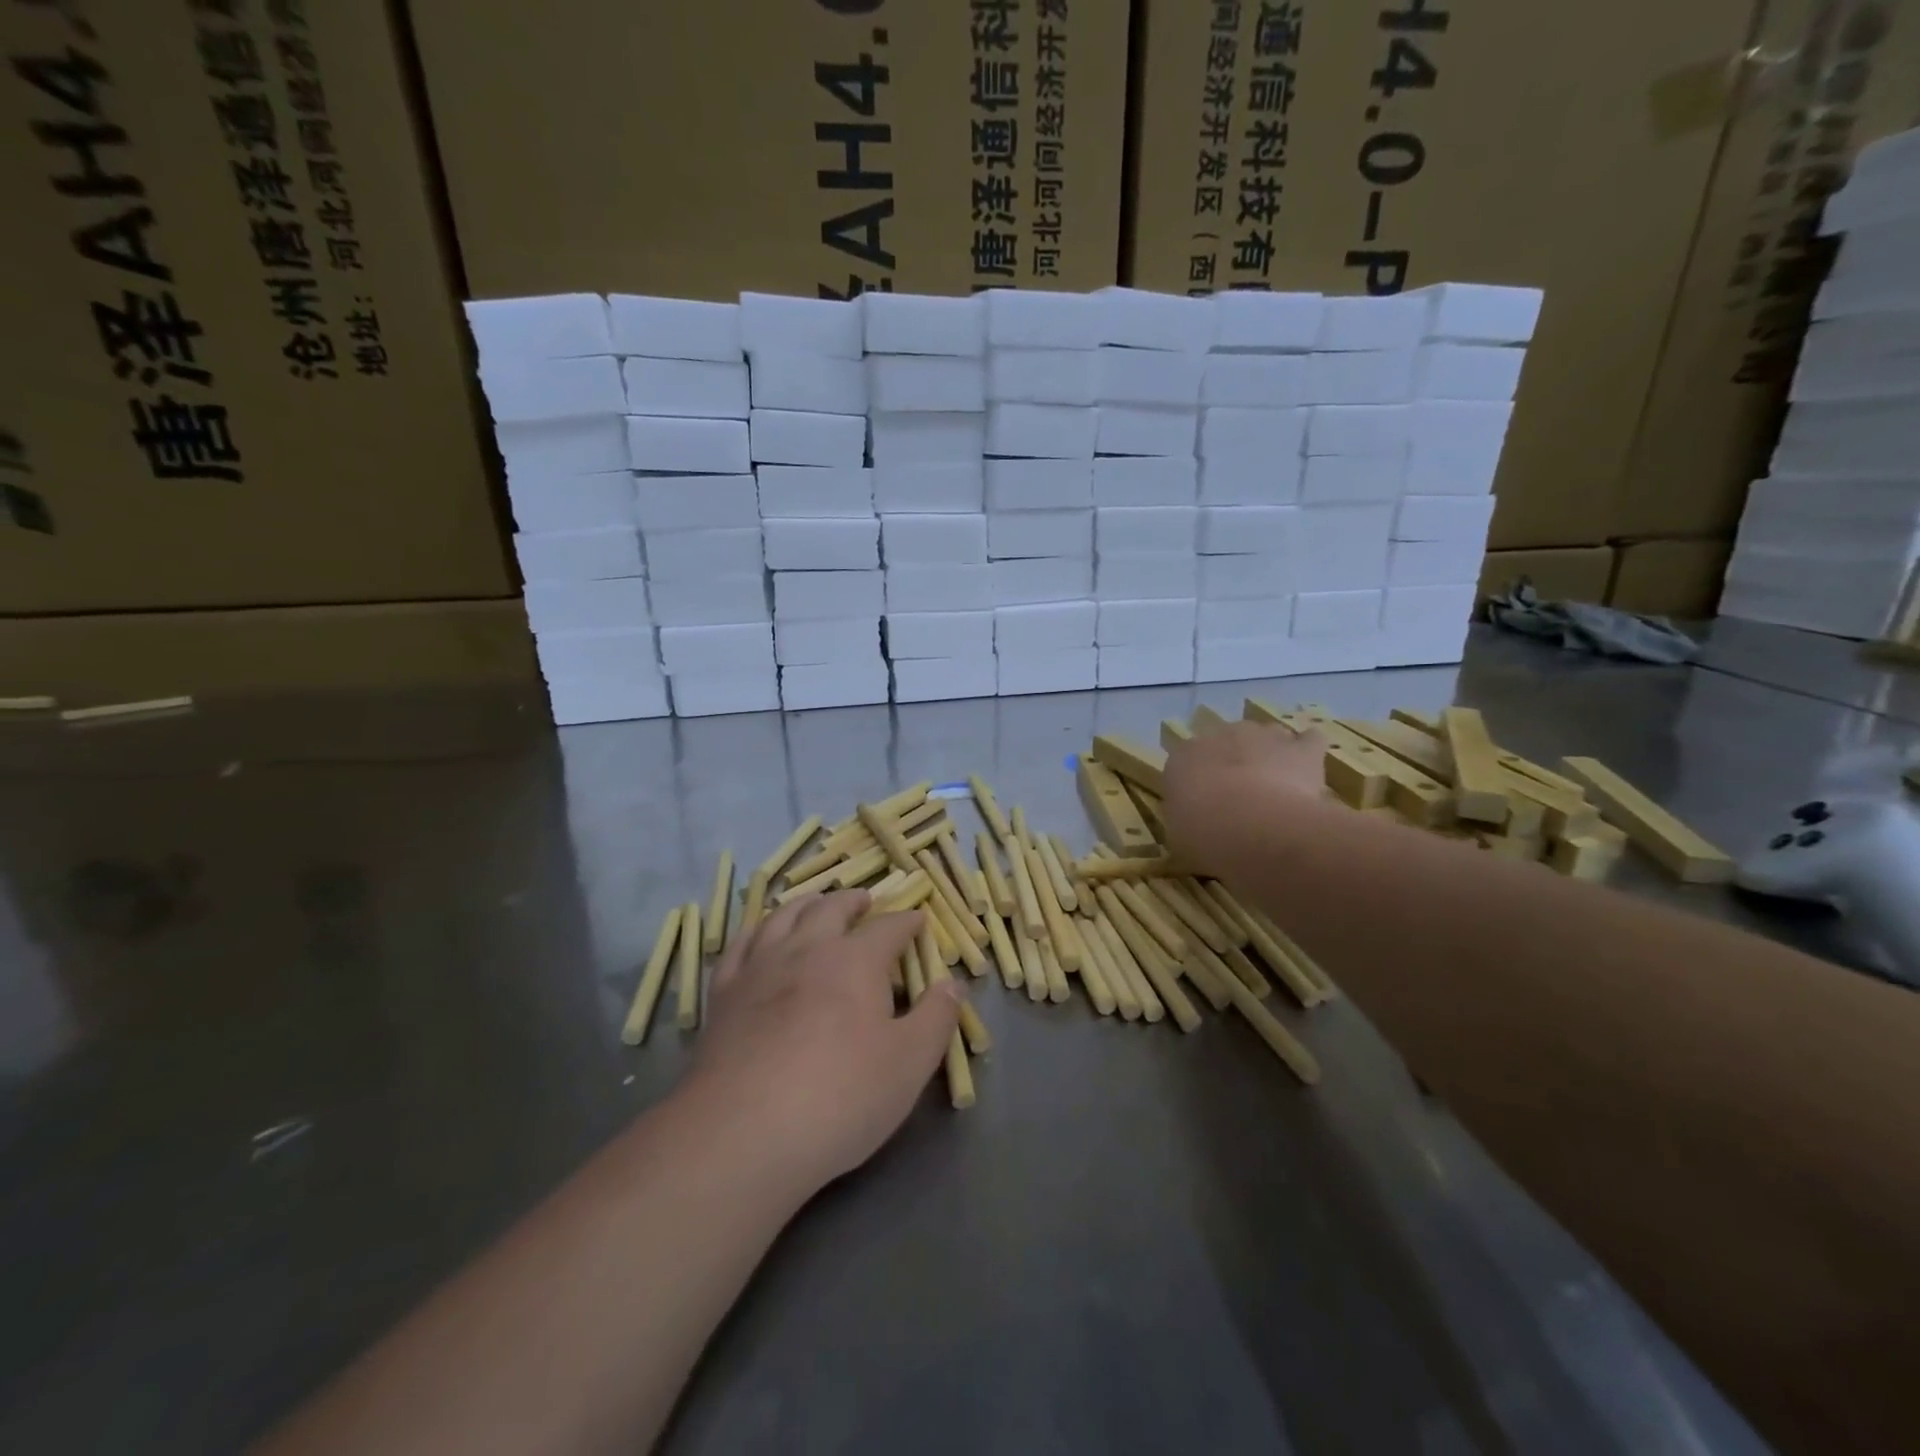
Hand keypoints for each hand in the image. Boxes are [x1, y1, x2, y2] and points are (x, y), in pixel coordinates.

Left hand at [679, 891, 960, 1194]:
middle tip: (865, 900)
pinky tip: (759, 935)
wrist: (744, 1133)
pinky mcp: (723, 995)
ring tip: (816, 903)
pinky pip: (740, 946)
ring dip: (805, 904)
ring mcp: (759, 968)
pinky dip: (755, 930)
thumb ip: (936, 1018)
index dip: (906, 922)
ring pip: (783, 917)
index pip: (888, 928)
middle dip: (853, 901)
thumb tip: (952, 984)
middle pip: (831, 909)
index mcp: (855, 960)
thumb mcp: (910, 1063)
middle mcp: (807, 949)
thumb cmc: (841, 1096)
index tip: (918, 919)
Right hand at [1163, 720, 1326, 874]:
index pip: (1186, 761)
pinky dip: (1308, 752)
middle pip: (1227, 743)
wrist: (1256, 829)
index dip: (1196, 783)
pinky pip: (1309, 741)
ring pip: (1266, 737)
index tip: (1203, 807)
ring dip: (1270, 756)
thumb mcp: (1177, 838)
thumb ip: (1184, 822)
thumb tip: (1196, 824)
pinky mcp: (1301, 749)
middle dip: (1233, 765)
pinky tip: (1309, 771)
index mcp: (1183, 757)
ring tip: (1277, 788)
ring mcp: (1263, 736)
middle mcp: (1220, 735)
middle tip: (1240, 800)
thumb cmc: (1205, 836)